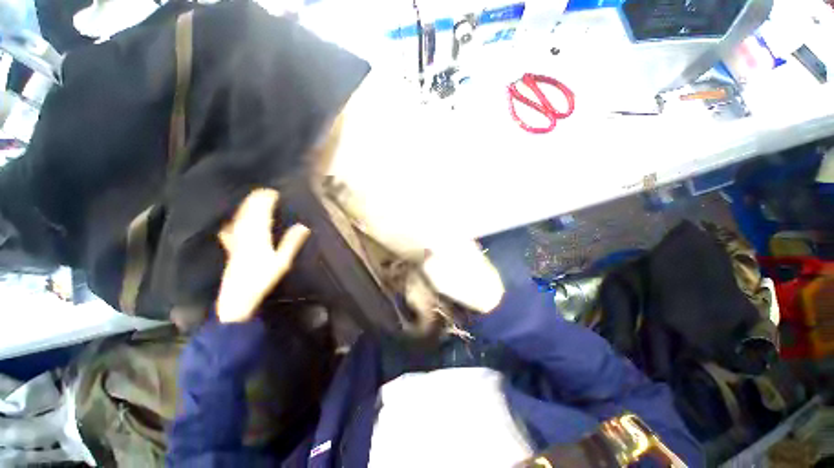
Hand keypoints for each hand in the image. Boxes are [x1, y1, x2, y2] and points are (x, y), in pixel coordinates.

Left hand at [215, 188, 309, 322]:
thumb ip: (291, 242)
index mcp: (258, 236)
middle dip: (255, 200)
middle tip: (263, 192)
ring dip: (245, 207)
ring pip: (238, 218)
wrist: (237, 297)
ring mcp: (235, 241)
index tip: (272, 192)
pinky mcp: (230, 248)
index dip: (265, 201)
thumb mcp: (282, 261)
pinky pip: (230, 229)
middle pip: (248, 213)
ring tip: (251, 200)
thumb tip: (303, 226)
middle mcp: (244, 235)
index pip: (261, 213)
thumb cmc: (262, 279)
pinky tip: (231, 223)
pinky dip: (233, 222)